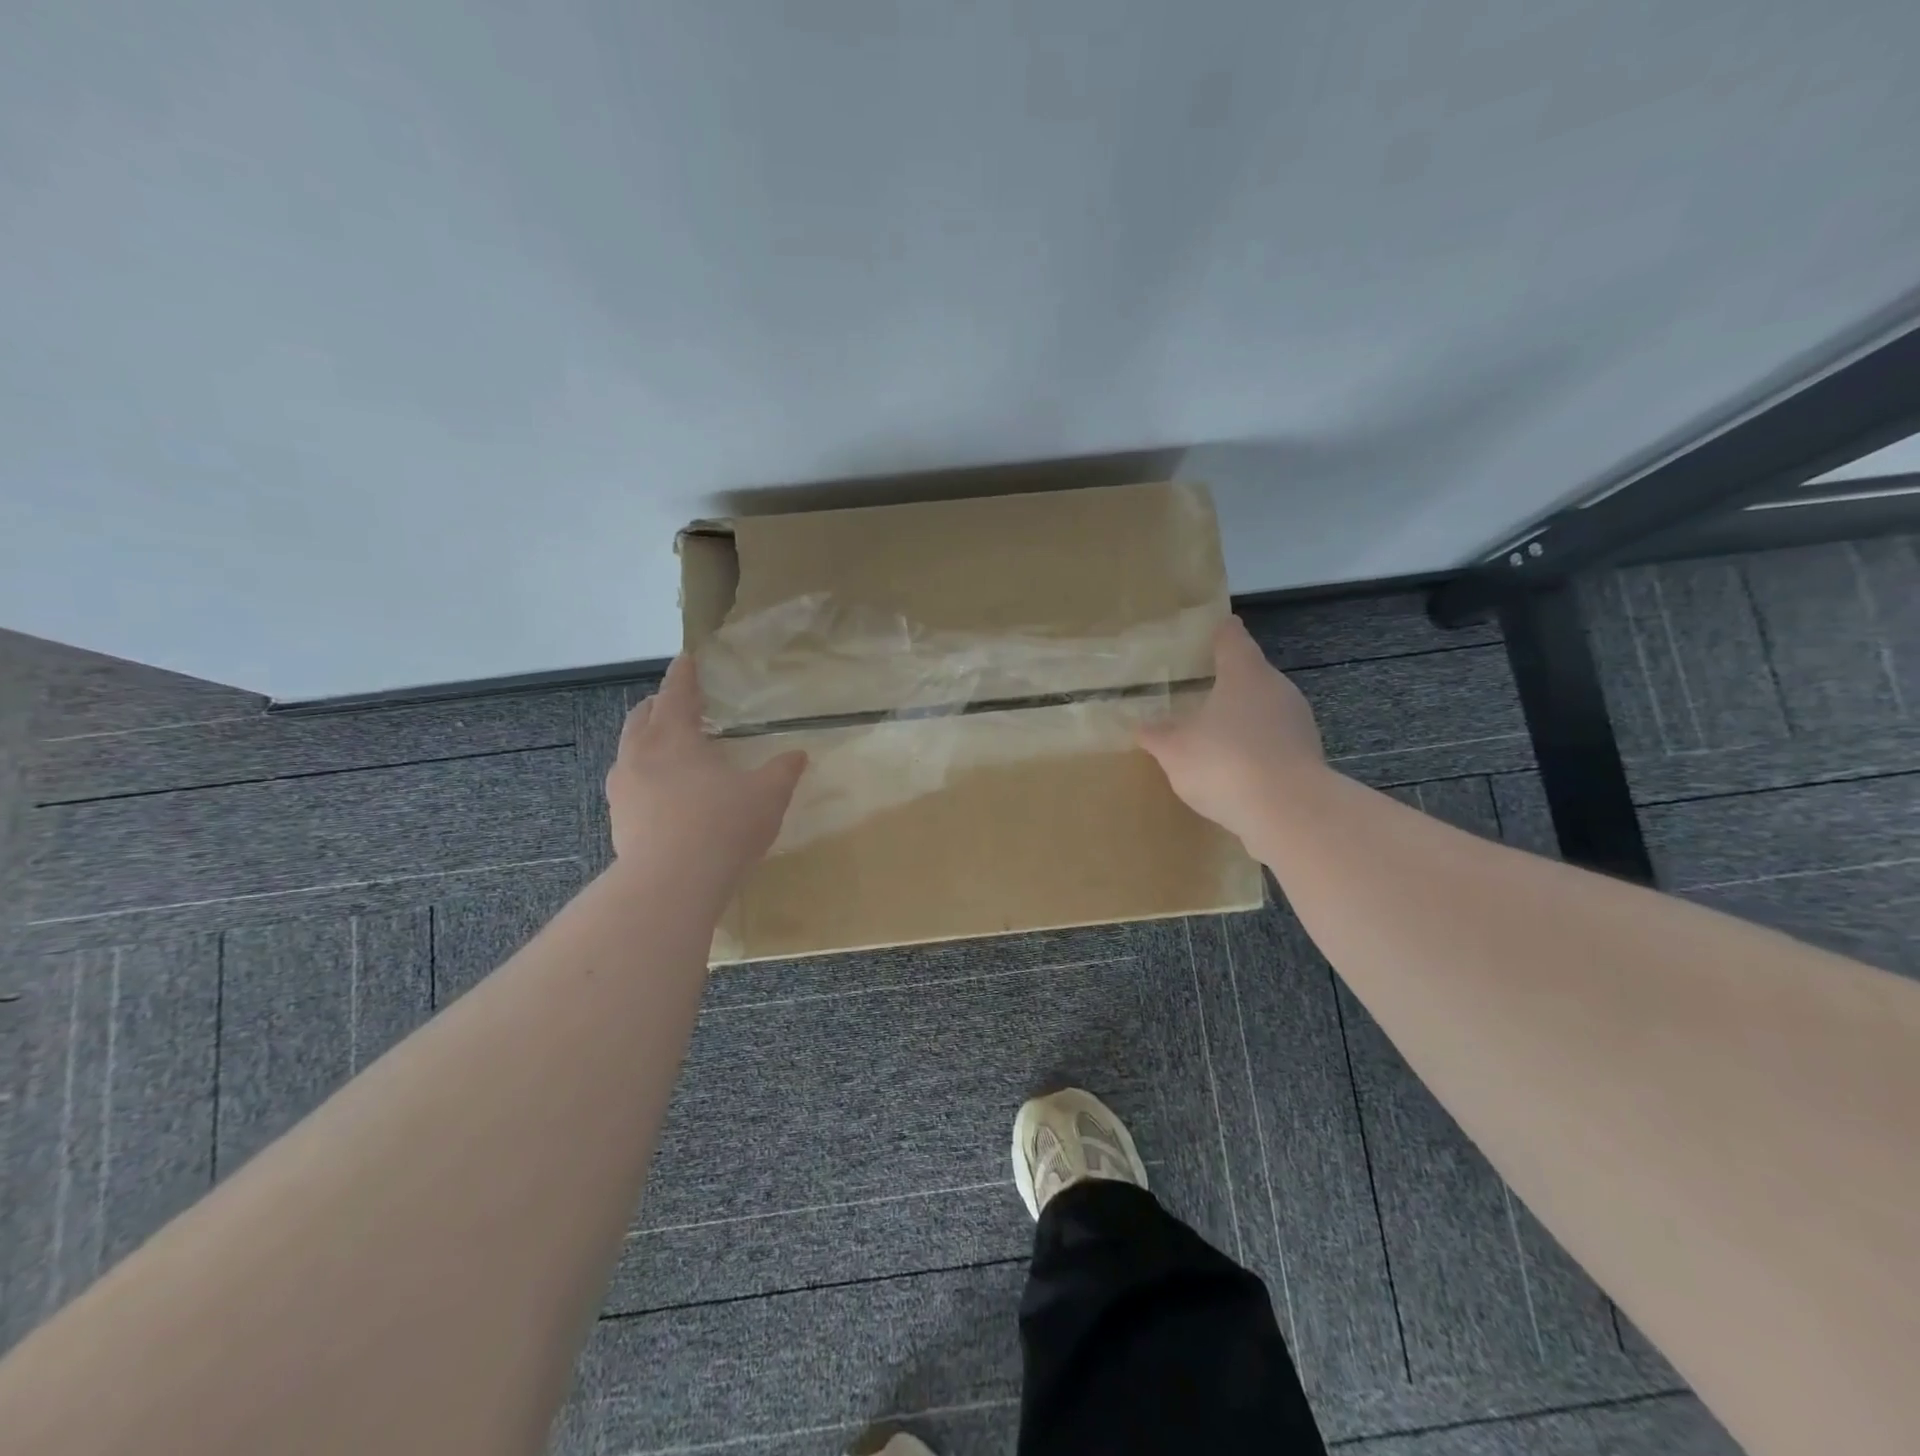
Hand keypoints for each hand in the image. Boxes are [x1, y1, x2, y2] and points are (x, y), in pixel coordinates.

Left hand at [606, 656, 807, 876]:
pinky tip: (664, 793)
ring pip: (630, 749)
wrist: (671, 883)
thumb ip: (782, 771)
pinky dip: (645, 774)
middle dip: (660, 705)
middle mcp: (640, 754)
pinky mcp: (618, 820)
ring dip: (648, 740)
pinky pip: (629, 783)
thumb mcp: (767, 795)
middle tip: (680, 705)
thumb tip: (798, 755)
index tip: (686, 659)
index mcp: (674, 736)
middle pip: (643, 716)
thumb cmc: (723, 825)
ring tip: (670, 749)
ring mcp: (623, 788)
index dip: (684, 673)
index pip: (677, 692)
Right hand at [1136, 615, 1324, 838]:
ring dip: (1243, 718)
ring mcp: (1298, 723)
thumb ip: (1157, 734)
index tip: (1215, 628)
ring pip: (1265, 710)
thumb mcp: (1174, 750)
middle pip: (1252, 674)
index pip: (1232, 639)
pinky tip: (1237, 769)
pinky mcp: (1308, 756)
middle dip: (1229, 682)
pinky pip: (1275, 742)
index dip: (1220, 633)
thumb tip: (1142, 725)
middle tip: (1201, 689)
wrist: (1289, 812)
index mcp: (1244, 674)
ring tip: (1215, 734)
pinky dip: (1256, 748)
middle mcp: (1277, 689)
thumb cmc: (1225, 763)